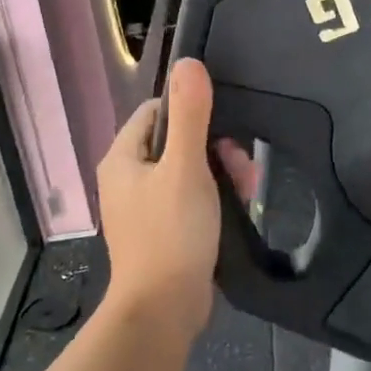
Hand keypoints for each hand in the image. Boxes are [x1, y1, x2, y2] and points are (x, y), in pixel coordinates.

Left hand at [96, 58, 220, 344]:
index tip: (223, 126)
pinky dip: (214, 197)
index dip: (191, 111)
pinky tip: (238, 205)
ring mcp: (144, 207)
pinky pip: (190, 198)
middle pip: (176, 142)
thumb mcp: (186, 166)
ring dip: (221, 173)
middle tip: (242, 165)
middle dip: (215, 148)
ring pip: (189, 171)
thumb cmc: (172, 231)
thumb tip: (188, 63)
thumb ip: (190, 114)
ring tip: (248, 188)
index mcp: (123, 158)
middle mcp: (128, 178)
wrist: (163, 308)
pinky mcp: (163, 231)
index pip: (156, 112)